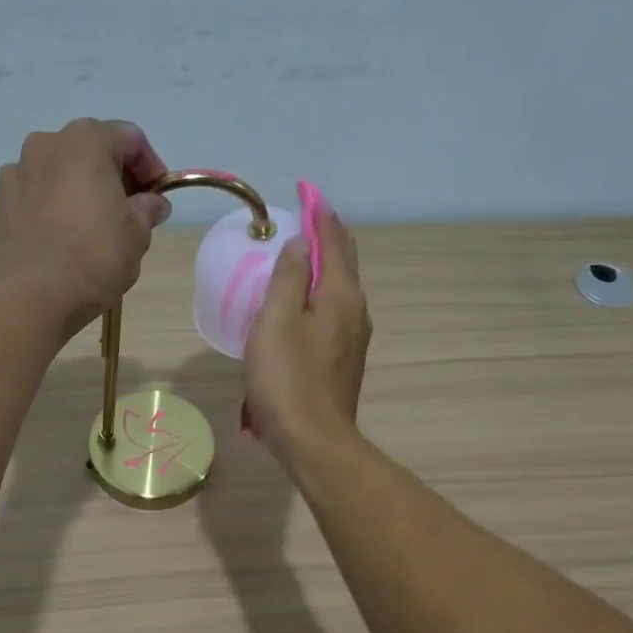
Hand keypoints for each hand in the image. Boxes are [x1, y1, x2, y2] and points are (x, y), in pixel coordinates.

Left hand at [0, 118, 172, 334]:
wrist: (31, 296)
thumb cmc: (94, 257)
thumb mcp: (137, 234)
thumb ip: (147, 209)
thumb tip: (152, 203)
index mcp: (86, 141)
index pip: (131, 139)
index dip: (151, 167)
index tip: (158, 198)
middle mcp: (45, 144)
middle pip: (90, 150)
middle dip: (113, 176)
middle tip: (128, 212)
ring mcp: (15, 172)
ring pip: (58, 172)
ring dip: (78, 190)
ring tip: (90, 227)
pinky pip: (33, 196)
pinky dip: (50, 208)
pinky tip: (60, 239)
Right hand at [244, 208, 370, 462]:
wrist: (313, 440)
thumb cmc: (287, 378)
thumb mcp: (276, 321)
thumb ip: (288, 277)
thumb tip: (301, 242)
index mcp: (340, 295)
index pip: (333, 241)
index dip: (319, 214)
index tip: (307, 192)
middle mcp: (355, 311)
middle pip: (344, 262)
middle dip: (328, 236)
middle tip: (308, 215)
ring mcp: (353, 338)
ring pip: (340, 288)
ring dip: (324, 265)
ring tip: (303, 252)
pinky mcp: (344, 359)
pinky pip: (334, 311)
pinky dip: (321, 293)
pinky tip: (304, 301)